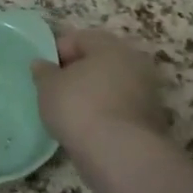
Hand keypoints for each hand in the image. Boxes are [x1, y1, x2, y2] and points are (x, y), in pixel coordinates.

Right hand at [32, 29, 167, 149]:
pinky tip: (88, 129)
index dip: (56, 53)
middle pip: (99, 61)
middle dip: (78, 73)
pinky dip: (105, 114)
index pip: (78, 39)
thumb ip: (43, 72)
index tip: (43, 74)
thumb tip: (42, 64)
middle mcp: (134, 62)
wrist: (120, 154)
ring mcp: (147, 92)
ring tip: (70, 113)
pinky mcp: (151, 120)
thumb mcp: (49, 87)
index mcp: (110, 45)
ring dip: (93, 95)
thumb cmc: (79, 108)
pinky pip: (120, 108)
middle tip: (56, 91)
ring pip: (111, 86)